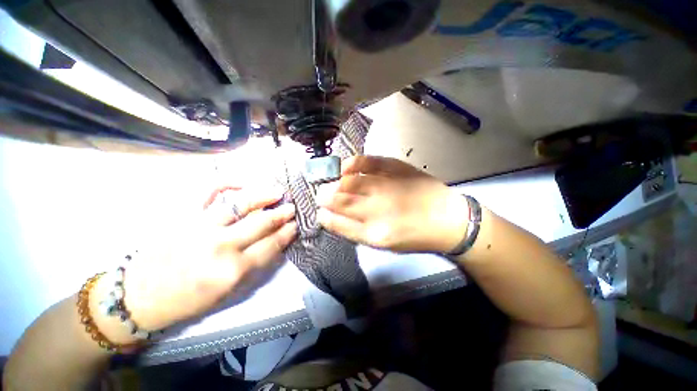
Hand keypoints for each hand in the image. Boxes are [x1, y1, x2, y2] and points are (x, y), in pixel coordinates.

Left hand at [94, 185, 297, 338]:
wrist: (138, 297)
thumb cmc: (187, 301)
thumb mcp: (227, 293)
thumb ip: (254, 267)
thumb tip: (274, 244)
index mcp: (233, 271)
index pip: (271, 245)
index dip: (287, 233)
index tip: (295, 225)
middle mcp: (221, 246)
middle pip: (262, 223)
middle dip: (282, 214)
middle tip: (292, 208)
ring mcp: (201, 227)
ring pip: (241, 204)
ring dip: (264, 196)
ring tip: (277, 192)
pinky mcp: (183, 216)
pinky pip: (207, 191)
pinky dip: (227, 182)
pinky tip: (242, 181)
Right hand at [316, 155, 468, 253]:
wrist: (449, 220)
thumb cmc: (415, 237)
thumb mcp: (384, 244)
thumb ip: (357, 231)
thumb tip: (334, 217)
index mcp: (375, 234)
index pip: (338, 223)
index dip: (324, 216)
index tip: (319, 211)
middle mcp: (379, 211)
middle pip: (341, 200)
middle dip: (324, 196)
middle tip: (320, 194)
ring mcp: (388, 187)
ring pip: (350, 181)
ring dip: (334, 181)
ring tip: (330, 182)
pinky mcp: (397, 170)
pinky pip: (368, 162)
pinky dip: (353, 163)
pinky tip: (346, 167)